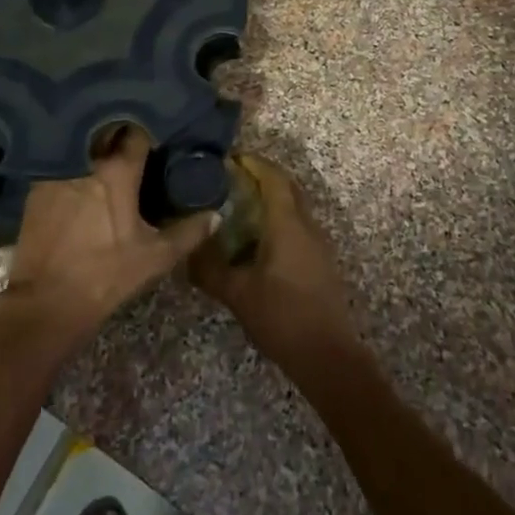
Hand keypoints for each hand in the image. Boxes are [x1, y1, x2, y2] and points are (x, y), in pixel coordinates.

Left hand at [0, 126, 216, 347]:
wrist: (46, 303)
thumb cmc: (106, 276)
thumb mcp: (155, 257)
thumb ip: (189, 232)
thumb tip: (216, 214)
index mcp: (117, 170)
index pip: (137, 133)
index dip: (149, 132)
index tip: (157, 137)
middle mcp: (85, 160)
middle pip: (105, 133)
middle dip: (119, 133)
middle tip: (133, 145)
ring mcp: (57, 171)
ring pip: (81, 146)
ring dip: (94, 147)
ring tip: (107, 155)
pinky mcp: (36, 186)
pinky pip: (59, 163)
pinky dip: (72, 164)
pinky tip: (80, 177)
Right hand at [189, 153, 363, 370]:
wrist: (328, 356)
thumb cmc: (282, 316)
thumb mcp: (237, 293)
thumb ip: (210, 269)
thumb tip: (186, 251)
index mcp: (287, 223)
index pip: (273, 178)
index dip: (254, 163)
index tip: (230, 158)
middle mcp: (307, 225)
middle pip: (287, 187)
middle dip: (262, 176)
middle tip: (232, 178)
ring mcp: (318, 244)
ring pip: (295, 207)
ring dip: (272, 199)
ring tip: (240, 206)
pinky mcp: (321, 262)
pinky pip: (298, 226)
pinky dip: (279, 220)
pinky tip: (258, 239)